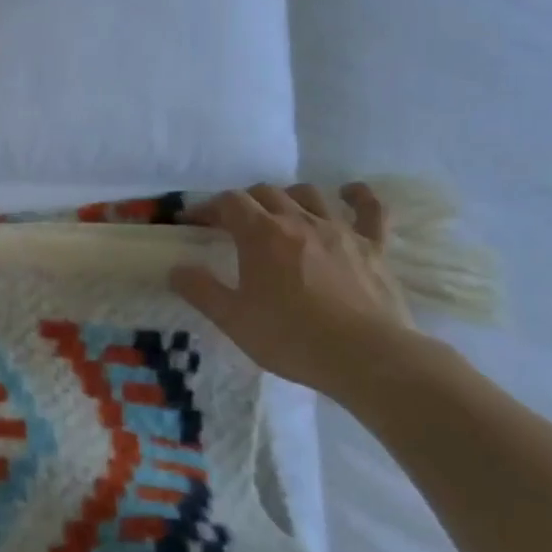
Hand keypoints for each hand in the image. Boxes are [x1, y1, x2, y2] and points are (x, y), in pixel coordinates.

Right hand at [169, 183, 412, 394]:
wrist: (367, 358)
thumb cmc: (292, 338)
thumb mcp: (233, 319)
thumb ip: (201, 290)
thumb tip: (177, 269)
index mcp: (261, 234)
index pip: (228, 202)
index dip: (206, 207)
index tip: (192, 222)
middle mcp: (298, 220)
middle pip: (265, 192)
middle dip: (244, 202)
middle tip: (233, 224)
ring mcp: (339, 231)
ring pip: (309, 194)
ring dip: (288, 196)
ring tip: (280, 213)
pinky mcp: (374, 247)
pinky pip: (370, 210)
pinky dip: (358, 196)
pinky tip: (348, 192)